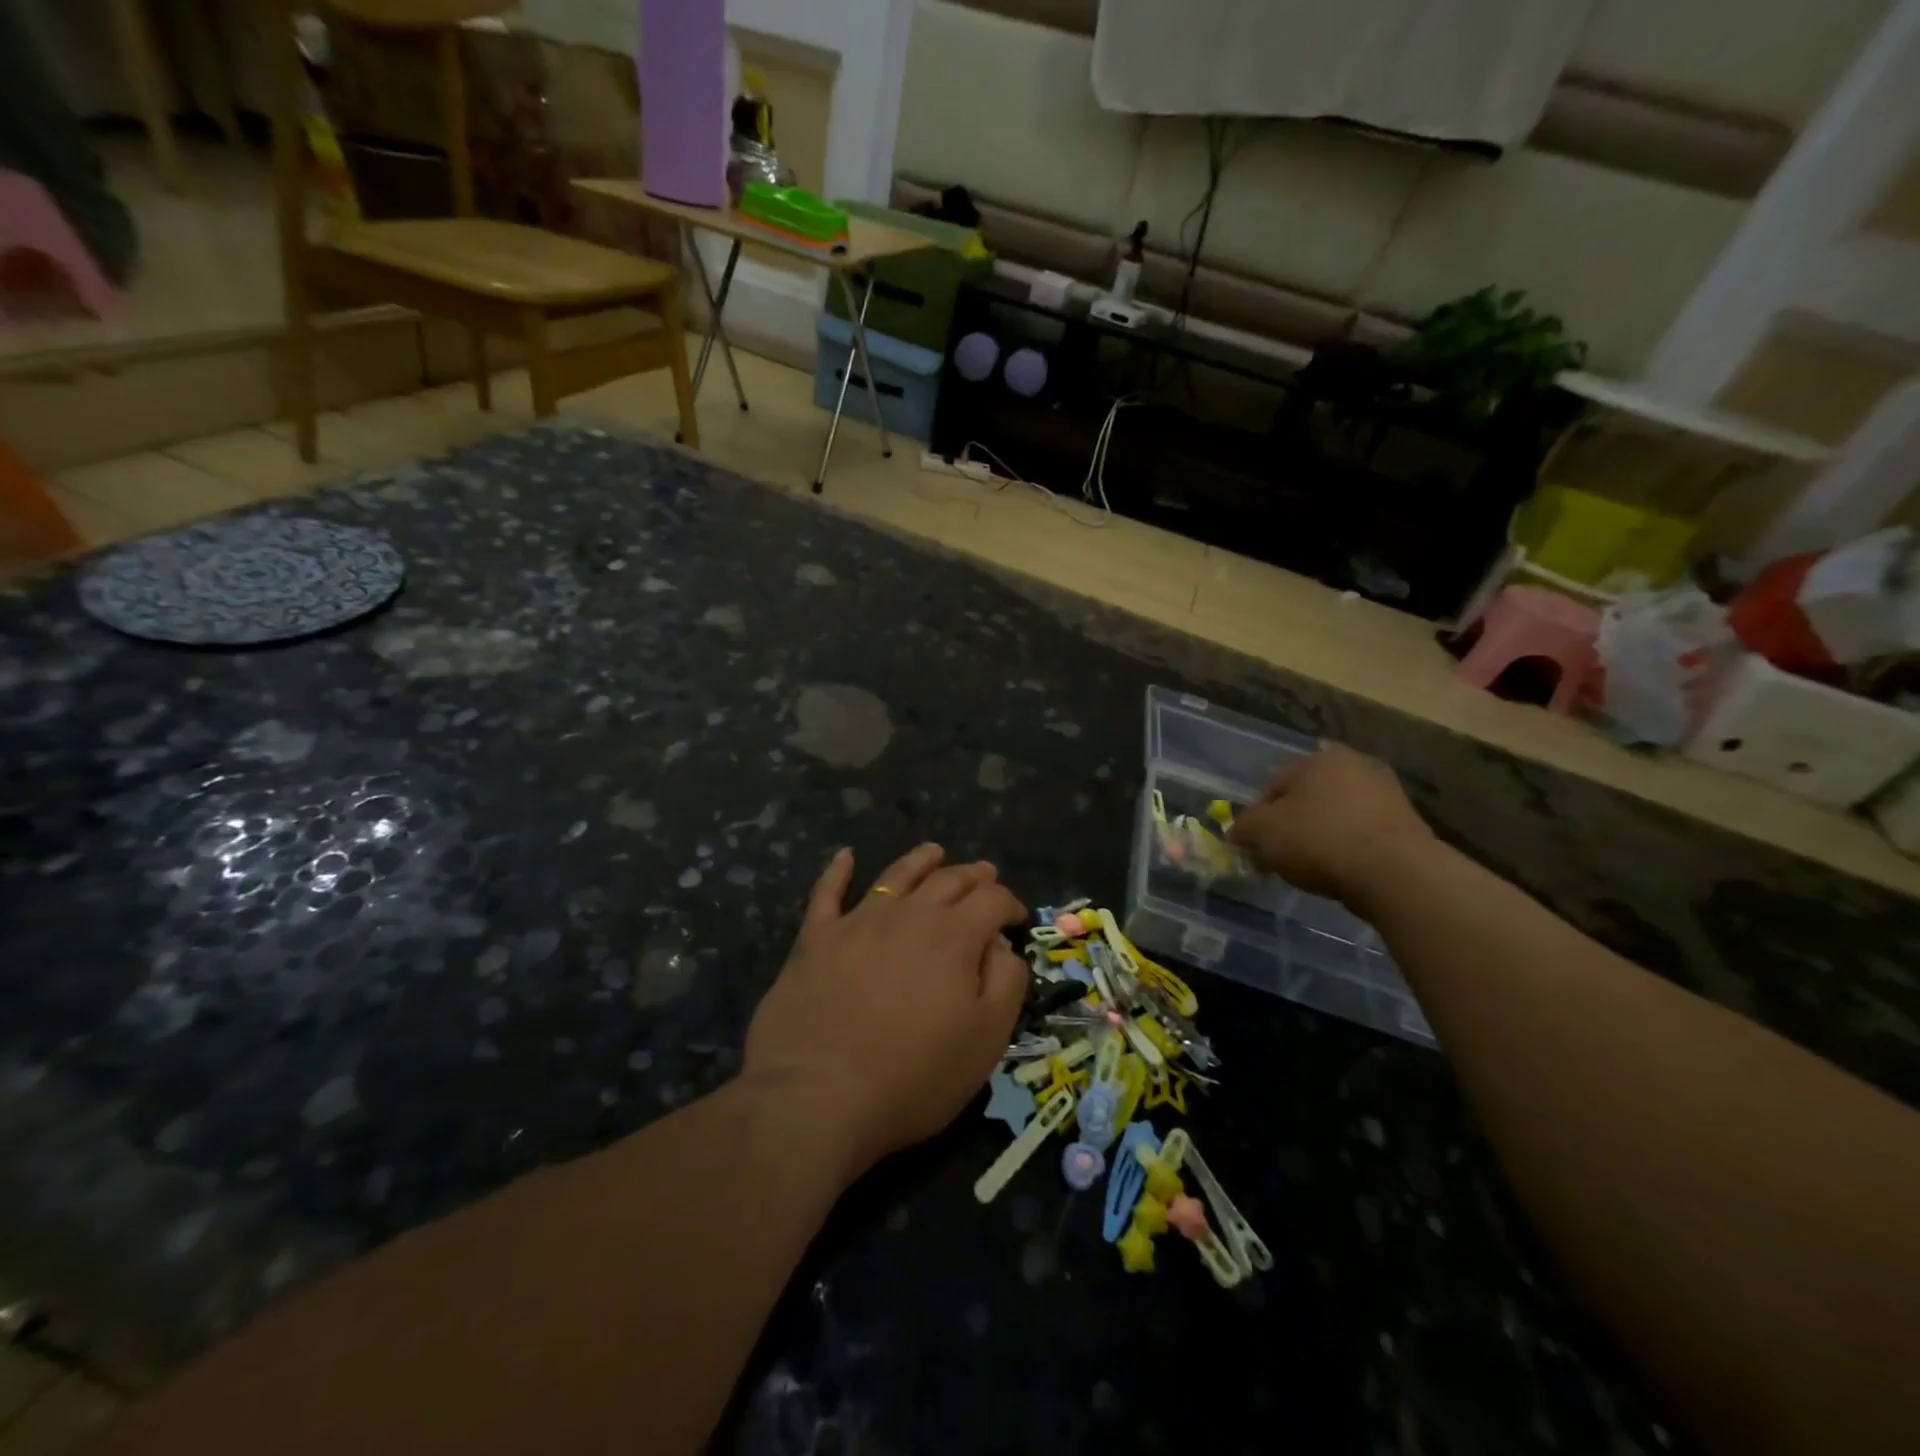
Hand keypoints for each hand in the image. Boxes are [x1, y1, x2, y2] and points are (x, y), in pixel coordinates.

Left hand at [743, 844, 1028, 1182]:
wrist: (818, 1096)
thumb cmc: (913, 1076)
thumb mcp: (985, 1039)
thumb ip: (1005, 981)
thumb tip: (1000, 943)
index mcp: (954, 936)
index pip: (992, 899)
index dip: (1010, 903)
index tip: (1017, 918)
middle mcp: (908, 914)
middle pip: (948, 880)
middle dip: (973, 876)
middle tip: (985, 874)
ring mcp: (857, 921)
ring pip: (896, 875)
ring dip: (920, 860)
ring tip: (934, 852)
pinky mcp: (815, 938)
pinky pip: (827, 892)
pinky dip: (838, 870)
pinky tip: (845, 856)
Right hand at [1227, 744, 1433, 908]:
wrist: (1397, 874)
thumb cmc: (1320, 841)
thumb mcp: (1263, 833)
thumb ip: (1244, 828)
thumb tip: (1239, 831)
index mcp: (1318, 758)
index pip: (1272, 785)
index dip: (1256, 817)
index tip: (1253, 845)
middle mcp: (1354, 764)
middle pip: (1306, 798)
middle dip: (1290, 824)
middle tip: (1279, 855)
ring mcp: (1386, 792)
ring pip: (1335, 814)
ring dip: (1320, 835)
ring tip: (1310, 866)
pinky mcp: (1407, 823)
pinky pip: (1361, 833)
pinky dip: (1347, 847)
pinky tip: (1340, 870)